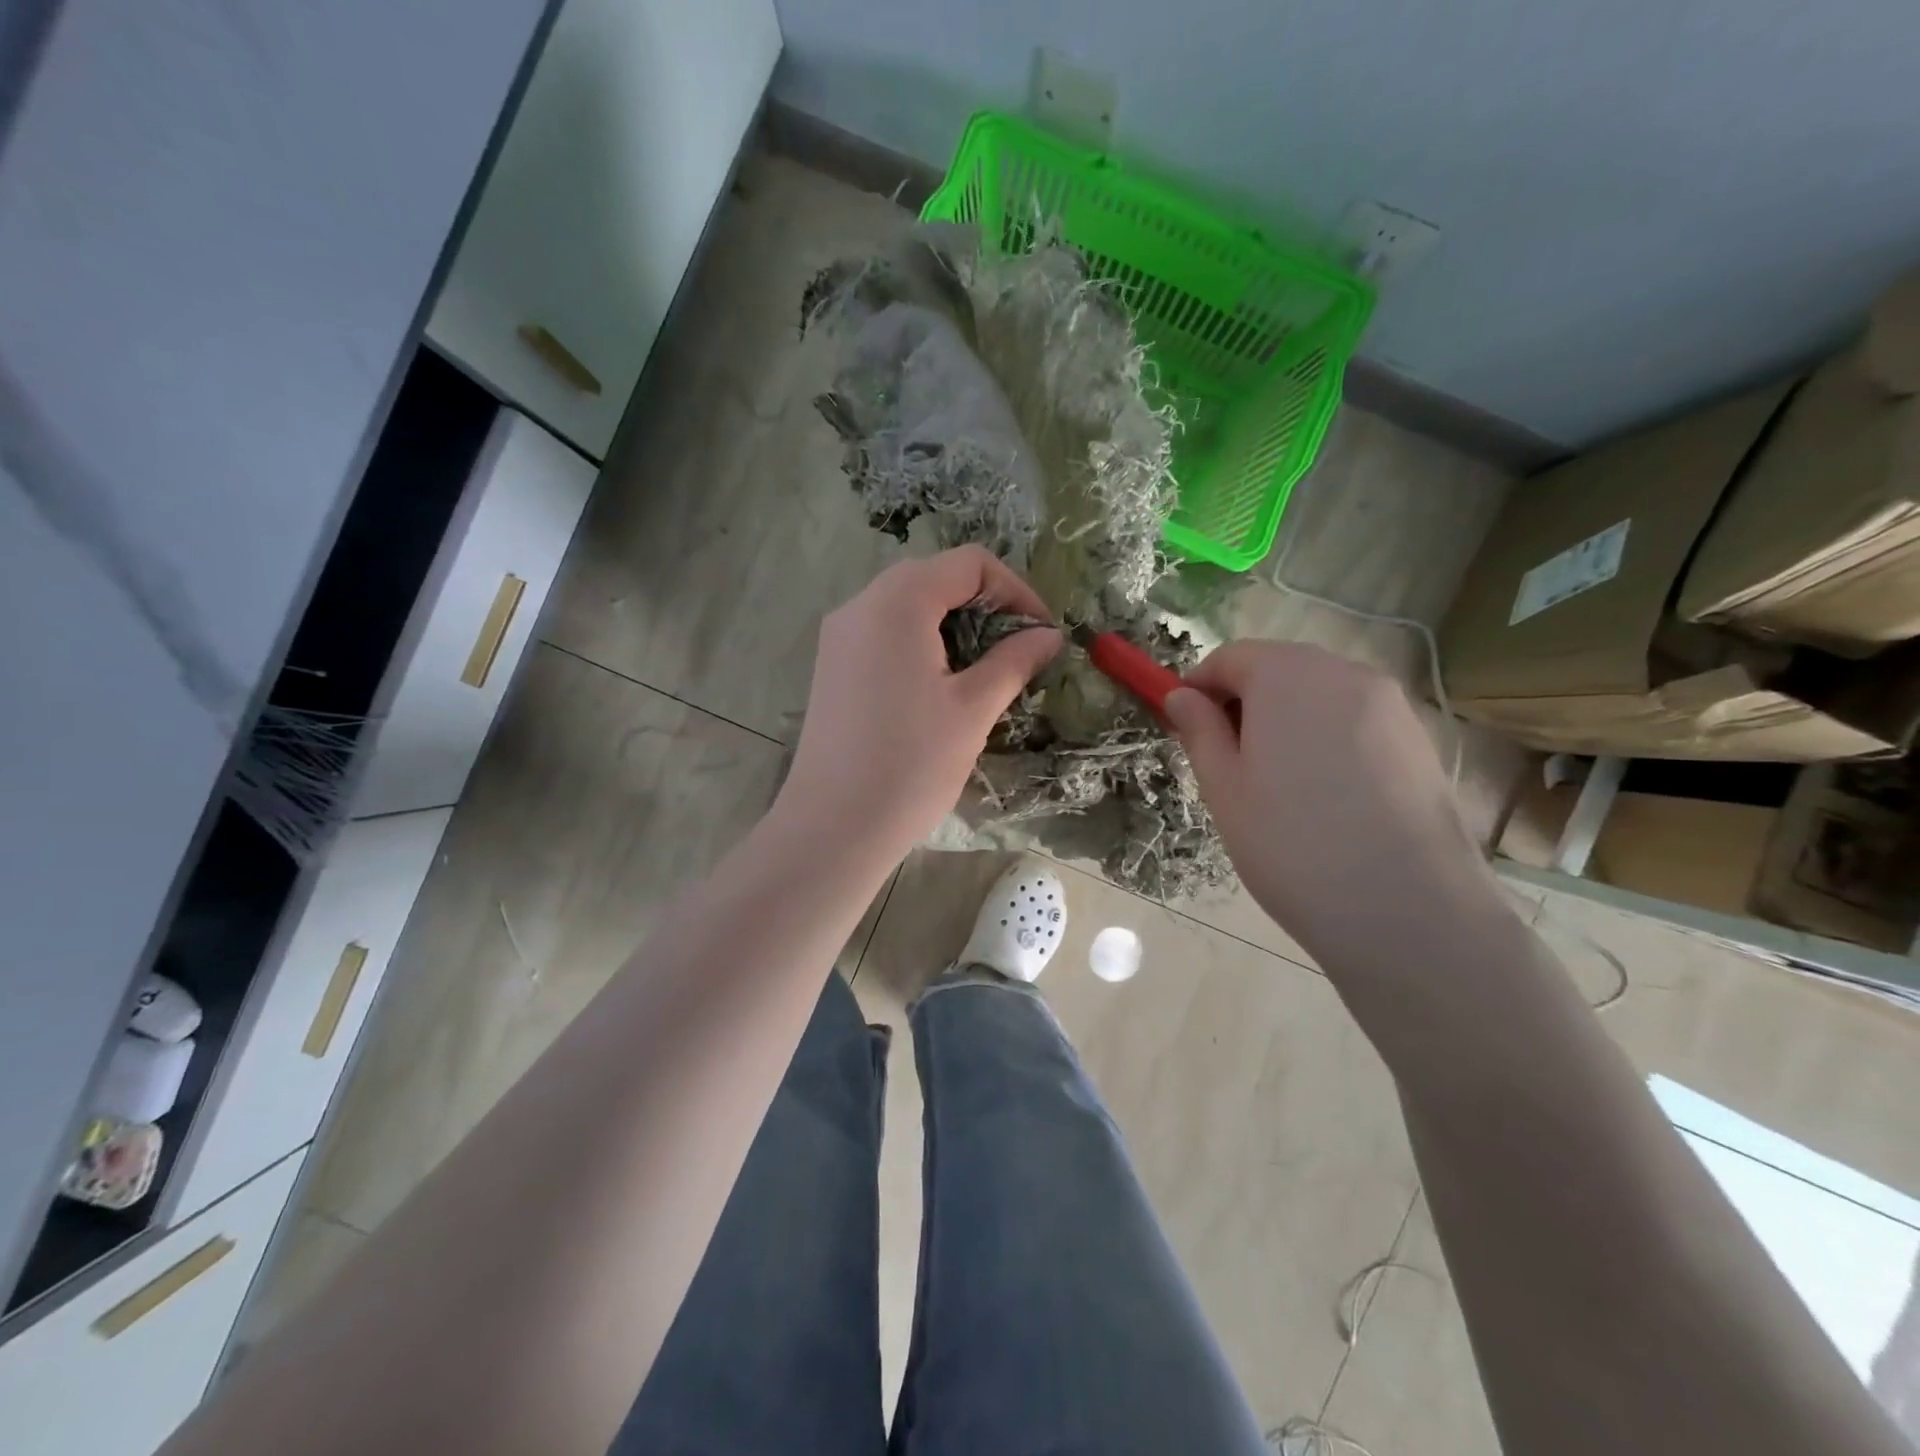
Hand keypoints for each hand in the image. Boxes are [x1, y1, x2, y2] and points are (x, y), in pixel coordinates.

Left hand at [777, 546, 1061, 863]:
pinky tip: (940, 687)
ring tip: (984, 672)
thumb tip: (1048, 635)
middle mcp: (861, 604)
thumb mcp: (974, 708)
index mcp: (898, 601)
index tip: (1041, 633)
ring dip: (955, 626)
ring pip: (908, 606)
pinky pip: (885, 633)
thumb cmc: (911, 764)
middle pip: (935, 577)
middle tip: (1017, 652)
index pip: (969, 563)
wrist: (833, 827)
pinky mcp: (832, 666)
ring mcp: (839, 636)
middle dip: (985, 606)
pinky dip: (922, 643)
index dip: (1015, 590)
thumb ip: (1014, 661)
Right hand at [1163, 641, 1483, 955]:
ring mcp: (1390, 703)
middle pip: (1277, 668)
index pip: (1230, 657)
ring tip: (1277, 783)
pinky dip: (1325, 736)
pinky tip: (1324, 794)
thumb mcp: (1224, 789)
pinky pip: (1353, 718)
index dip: (1199, 686)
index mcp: (1287, 676)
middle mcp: (1343, 672)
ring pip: (1317, 693)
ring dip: (1285, 719)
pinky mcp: (1418, 737)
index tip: (1185, 727)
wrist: (1408, 911)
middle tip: (1228, 761)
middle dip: (1243, 701)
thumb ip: (1199, 731)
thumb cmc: (1292, 845)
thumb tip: (1182, 696)